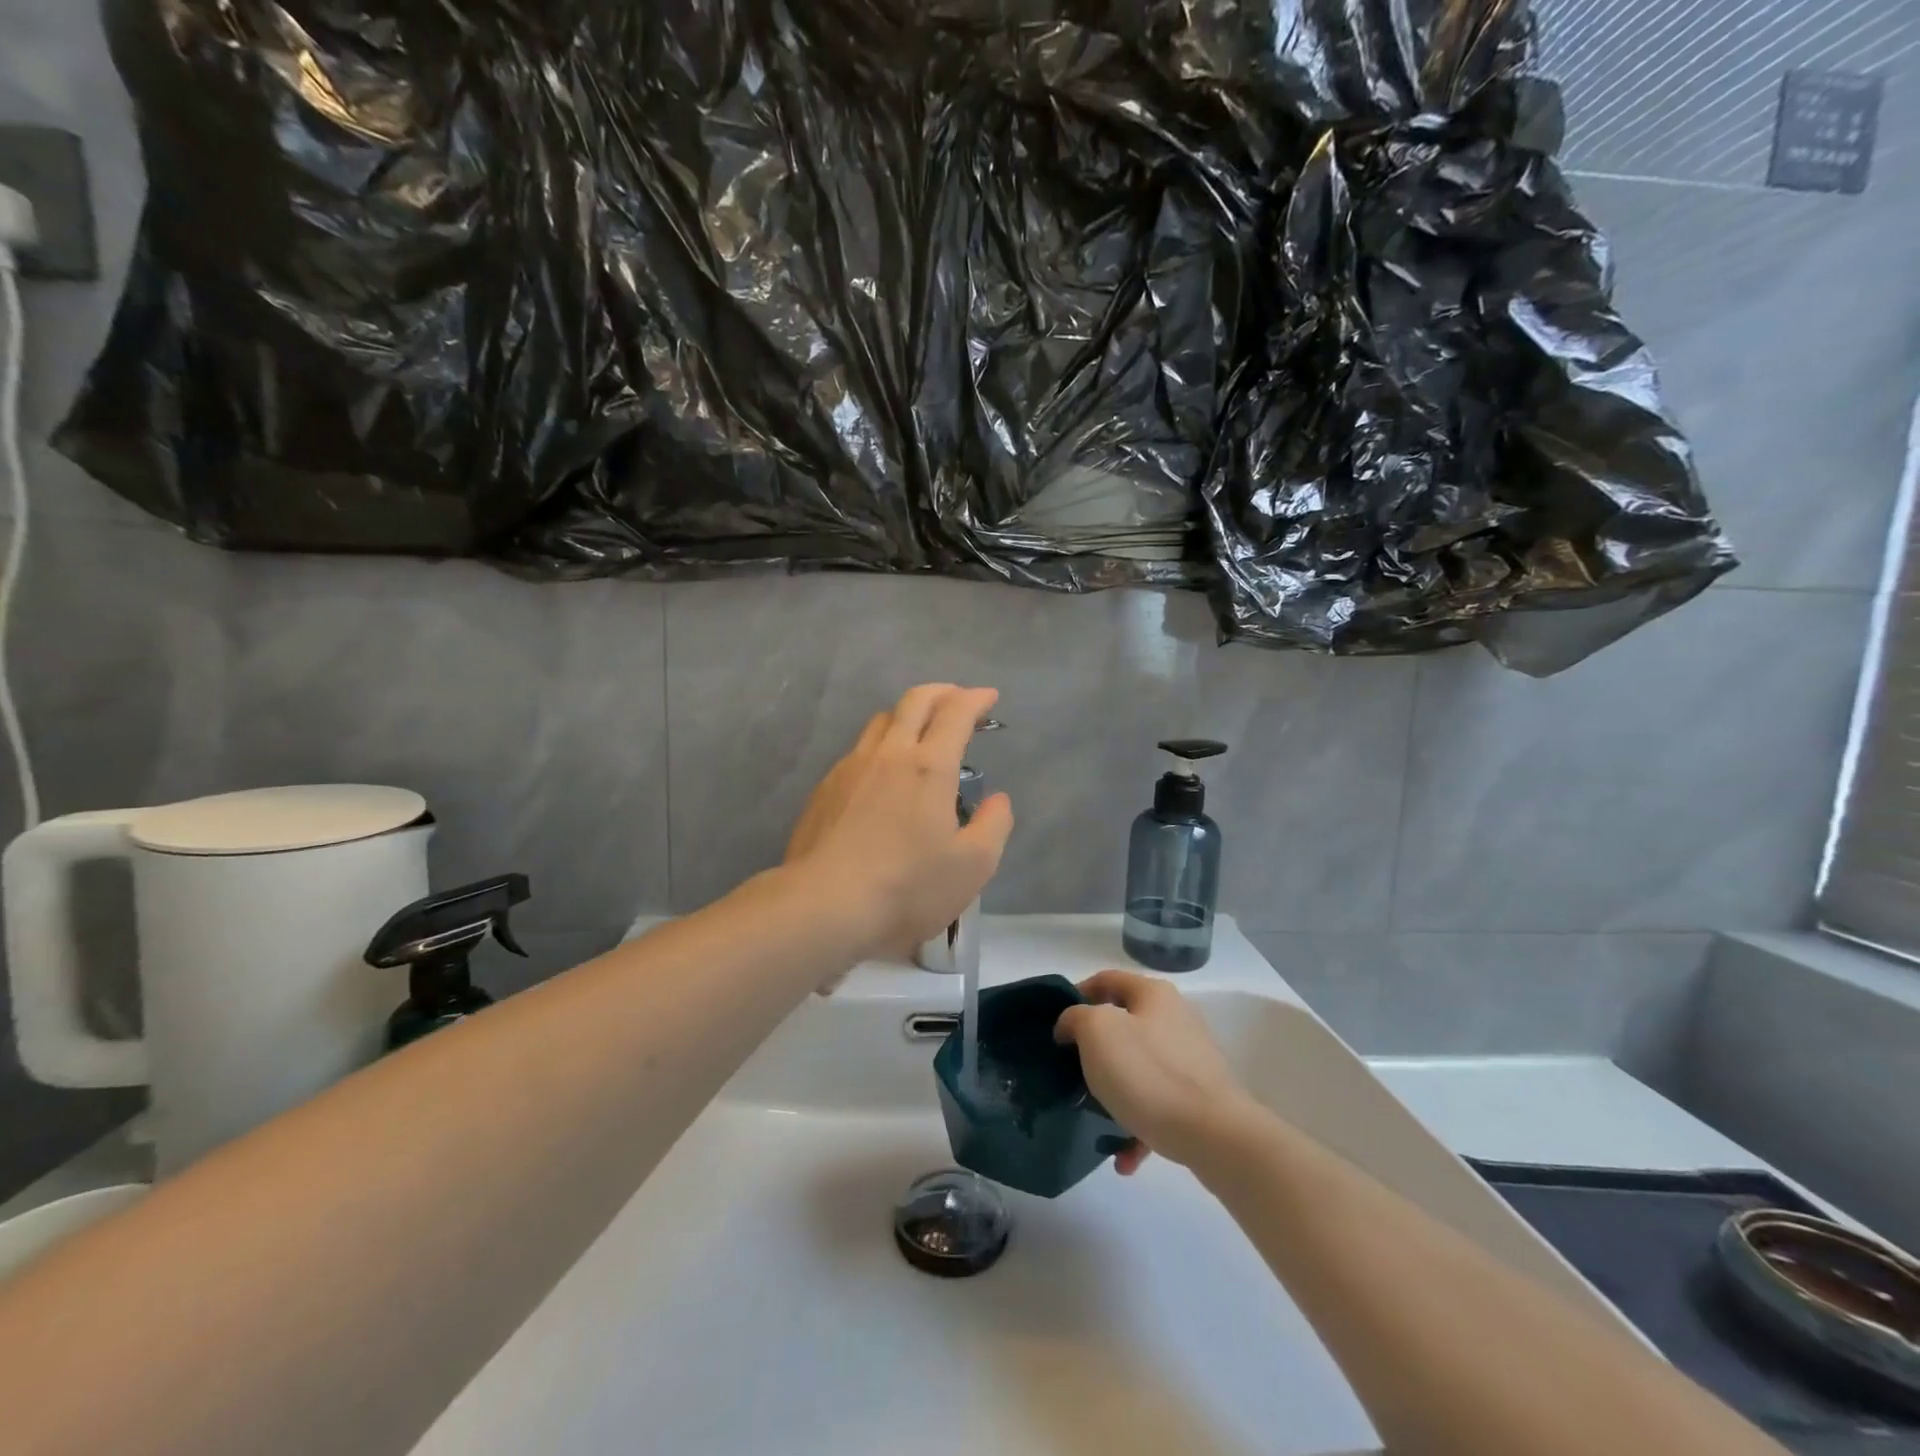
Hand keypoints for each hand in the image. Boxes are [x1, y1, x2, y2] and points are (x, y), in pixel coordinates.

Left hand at [784, 684, 1014, 968]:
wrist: (824, 905)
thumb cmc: (907, 887)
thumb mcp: (973, 866)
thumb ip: (994, 825)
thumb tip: (997, 799)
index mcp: (929, 766)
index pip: (955, 713)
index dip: (975, 699)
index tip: (989, 698)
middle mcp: (888, 754)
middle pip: (914, 701)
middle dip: (942, 692)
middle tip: (958, 700)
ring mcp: (850, 767)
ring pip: (881, 721)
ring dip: (908, 715)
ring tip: (920, 733)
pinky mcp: (825, 789)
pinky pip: (858, 751)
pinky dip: (881, 747)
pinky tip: (883, 775)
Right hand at [1054, 970, 1252, 1172]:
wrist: (1215, 1135)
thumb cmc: (1149, 1073)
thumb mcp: (1097, 1032)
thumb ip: (1076, 1018)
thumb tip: (1072, 1025)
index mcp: (1153, 994)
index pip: (1106, 980)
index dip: (1076, 995)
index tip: (1056, 1025)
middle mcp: (1175, 1018)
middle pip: (1123, 1025)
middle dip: (1094, 1049)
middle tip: (1070, 1070)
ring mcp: (1191, 1059)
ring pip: (1139, 1068)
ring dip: (1114, 1093)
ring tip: (1095, 1118)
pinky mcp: (1200, 1097)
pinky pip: (1157, 1104)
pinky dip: (1137, 1125)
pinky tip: (1124, 1157)